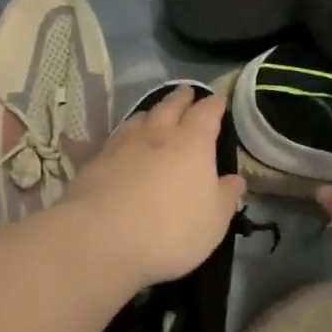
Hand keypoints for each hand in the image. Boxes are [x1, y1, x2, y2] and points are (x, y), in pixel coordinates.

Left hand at [65, 86, 245, 285]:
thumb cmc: (171, 231)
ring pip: (140, 117)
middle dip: (181, 98)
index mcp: (192, 143)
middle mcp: (157, 134)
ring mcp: (123, 144)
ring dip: (152, 113)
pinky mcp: (96, 160)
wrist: (102, 238)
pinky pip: (115, 138)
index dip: (213, 106)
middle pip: (170, 106)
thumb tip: (235, 180)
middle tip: (187, 93)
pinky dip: (125, 134)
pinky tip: (122, 141)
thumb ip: (225, 197)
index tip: (217, 102)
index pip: (206, 114)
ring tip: (155, 114)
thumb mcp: (213, 221)